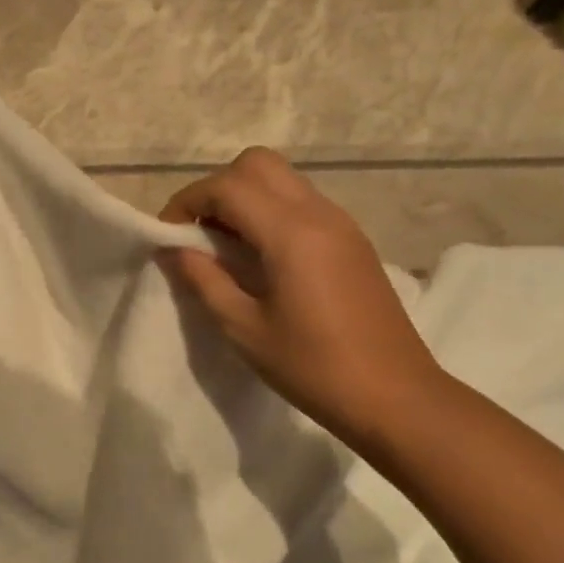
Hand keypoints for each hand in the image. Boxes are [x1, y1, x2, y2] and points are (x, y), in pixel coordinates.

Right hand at [160, 148, 444, 449]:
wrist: (396, 398)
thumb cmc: (313, 367)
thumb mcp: (243, 328)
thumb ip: (203, 279)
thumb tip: (172, 249)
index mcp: (291, 232)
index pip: (227, 187)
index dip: (187, 202)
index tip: (167, 234)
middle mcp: (319, 213)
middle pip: (257, 164)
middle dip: (217, 188)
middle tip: (198, 232)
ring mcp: (341, 224)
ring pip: (282, 179)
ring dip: (244, 198)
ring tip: (225, 246)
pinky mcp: (352, 240)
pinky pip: (301, 202)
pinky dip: (269, 212)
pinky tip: (260, 258)